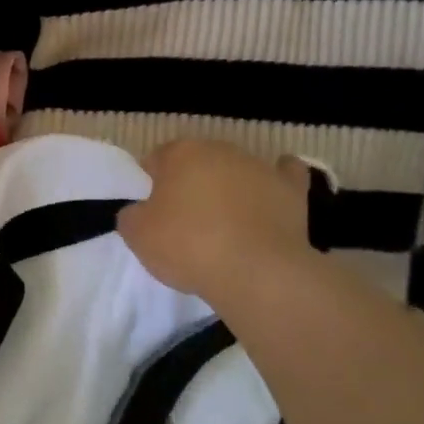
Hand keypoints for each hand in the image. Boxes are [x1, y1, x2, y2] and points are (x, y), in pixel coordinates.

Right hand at [117, 140, 315, 299]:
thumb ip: (131, 215)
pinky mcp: (292, 190)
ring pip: (236, 170)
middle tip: (184, 219)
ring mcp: (260, 167)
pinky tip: (272, 191)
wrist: (256, 272)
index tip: (150, 210)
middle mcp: (221, 150)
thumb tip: (139, 211)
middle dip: (190, 182)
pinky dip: (278, 181)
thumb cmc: (188, 246)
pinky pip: (285, 175)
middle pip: (198, 162)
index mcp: (181, 153)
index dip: (151, 183)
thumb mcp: (137, 235)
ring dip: (228, 187)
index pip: (157, 159)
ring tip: (224, 224)